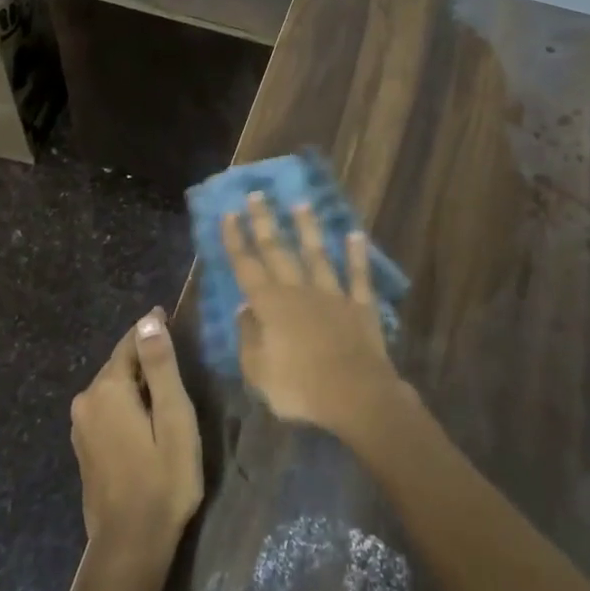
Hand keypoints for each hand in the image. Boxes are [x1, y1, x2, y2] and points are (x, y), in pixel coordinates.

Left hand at [69, 309, 203, 564]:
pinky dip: (127, 404)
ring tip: (165, 386)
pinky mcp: (84, 448)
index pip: (131, 343)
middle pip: (120, 364)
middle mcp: (86, 400)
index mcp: (107, 389)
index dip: (152, 330)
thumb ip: (160, 366)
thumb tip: (149, 320)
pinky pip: (108, 409)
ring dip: (137, 382)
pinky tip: (147, 418)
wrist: (130, 545)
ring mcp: (81, 426)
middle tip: (176, 354)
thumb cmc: (163, 478)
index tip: (170, 317)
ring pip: (113, 388)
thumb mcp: (173, 417)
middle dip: (145, 356)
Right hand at [222, 194, 401, 434]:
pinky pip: (357, 275)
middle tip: (257, 195)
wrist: (355, 395)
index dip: (236, 239)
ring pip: (317, 255)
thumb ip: (248, 337)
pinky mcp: (360, 306)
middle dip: (265, 222)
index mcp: (270, 305)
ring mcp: (332, 295)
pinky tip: (355, 235)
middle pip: (278, 251)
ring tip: (301, 204)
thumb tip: (243, 309)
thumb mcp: (258, 371)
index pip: (247, 265)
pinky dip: (356, 255)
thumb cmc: (299, 388)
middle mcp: (299, 291)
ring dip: (307, 229)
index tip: (229, 213)